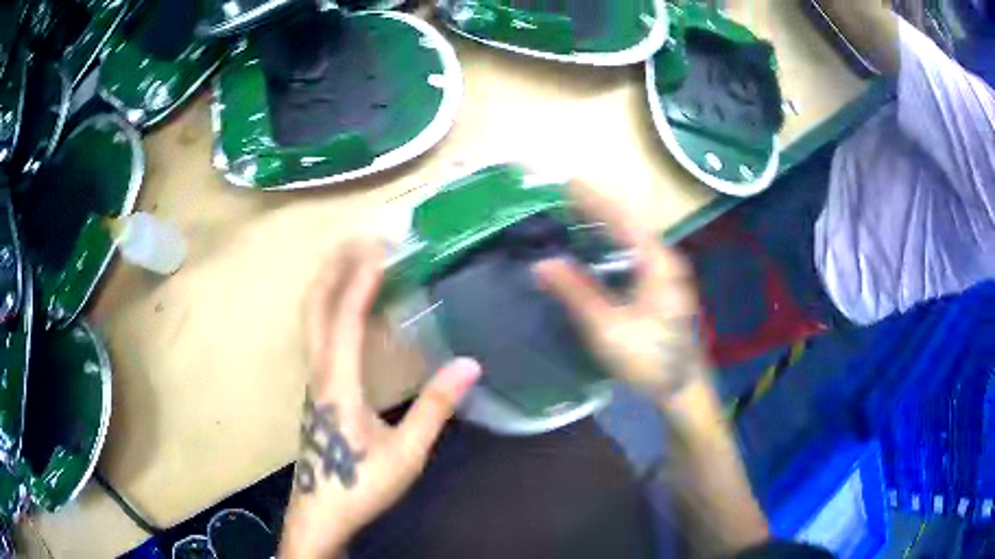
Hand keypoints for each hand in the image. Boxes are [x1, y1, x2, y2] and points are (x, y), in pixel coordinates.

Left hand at [280, 242, 481, 557]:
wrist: (321, 513)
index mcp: (338, 382)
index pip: (345, 317)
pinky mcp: (318, 390)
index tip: (381, 248)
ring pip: (313, 320)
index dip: (362, 279)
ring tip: (354, 261)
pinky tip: (354, 310)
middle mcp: (320, 372)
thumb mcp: (406, 453)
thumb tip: (471, 364)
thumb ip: (435, 408)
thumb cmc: (361, 484)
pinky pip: (321, 335)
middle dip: (333, 268)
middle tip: (357, 238)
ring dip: (330, 284)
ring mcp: (315, 380)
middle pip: (315, 308)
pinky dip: (334, 309)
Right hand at [534, 182, 706, 401]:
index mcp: (657, 261)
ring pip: (634, 239)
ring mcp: (667, 274)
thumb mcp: (609, 327)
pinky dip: (614, 244)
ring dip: (607, 225)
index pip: (622, 218)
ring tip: (577, 215)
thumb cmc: (649, 358)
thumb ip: (576, 293)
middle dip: (599, 207)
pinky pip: (635, 254)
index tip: (568, 182)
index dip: (594, 199)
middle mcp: (665, 260)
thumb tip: (542, 263)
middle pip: (630, 223)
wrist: (683, 388)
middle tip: (565, 196)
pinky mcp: (663, 289)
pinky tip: (598, 250)